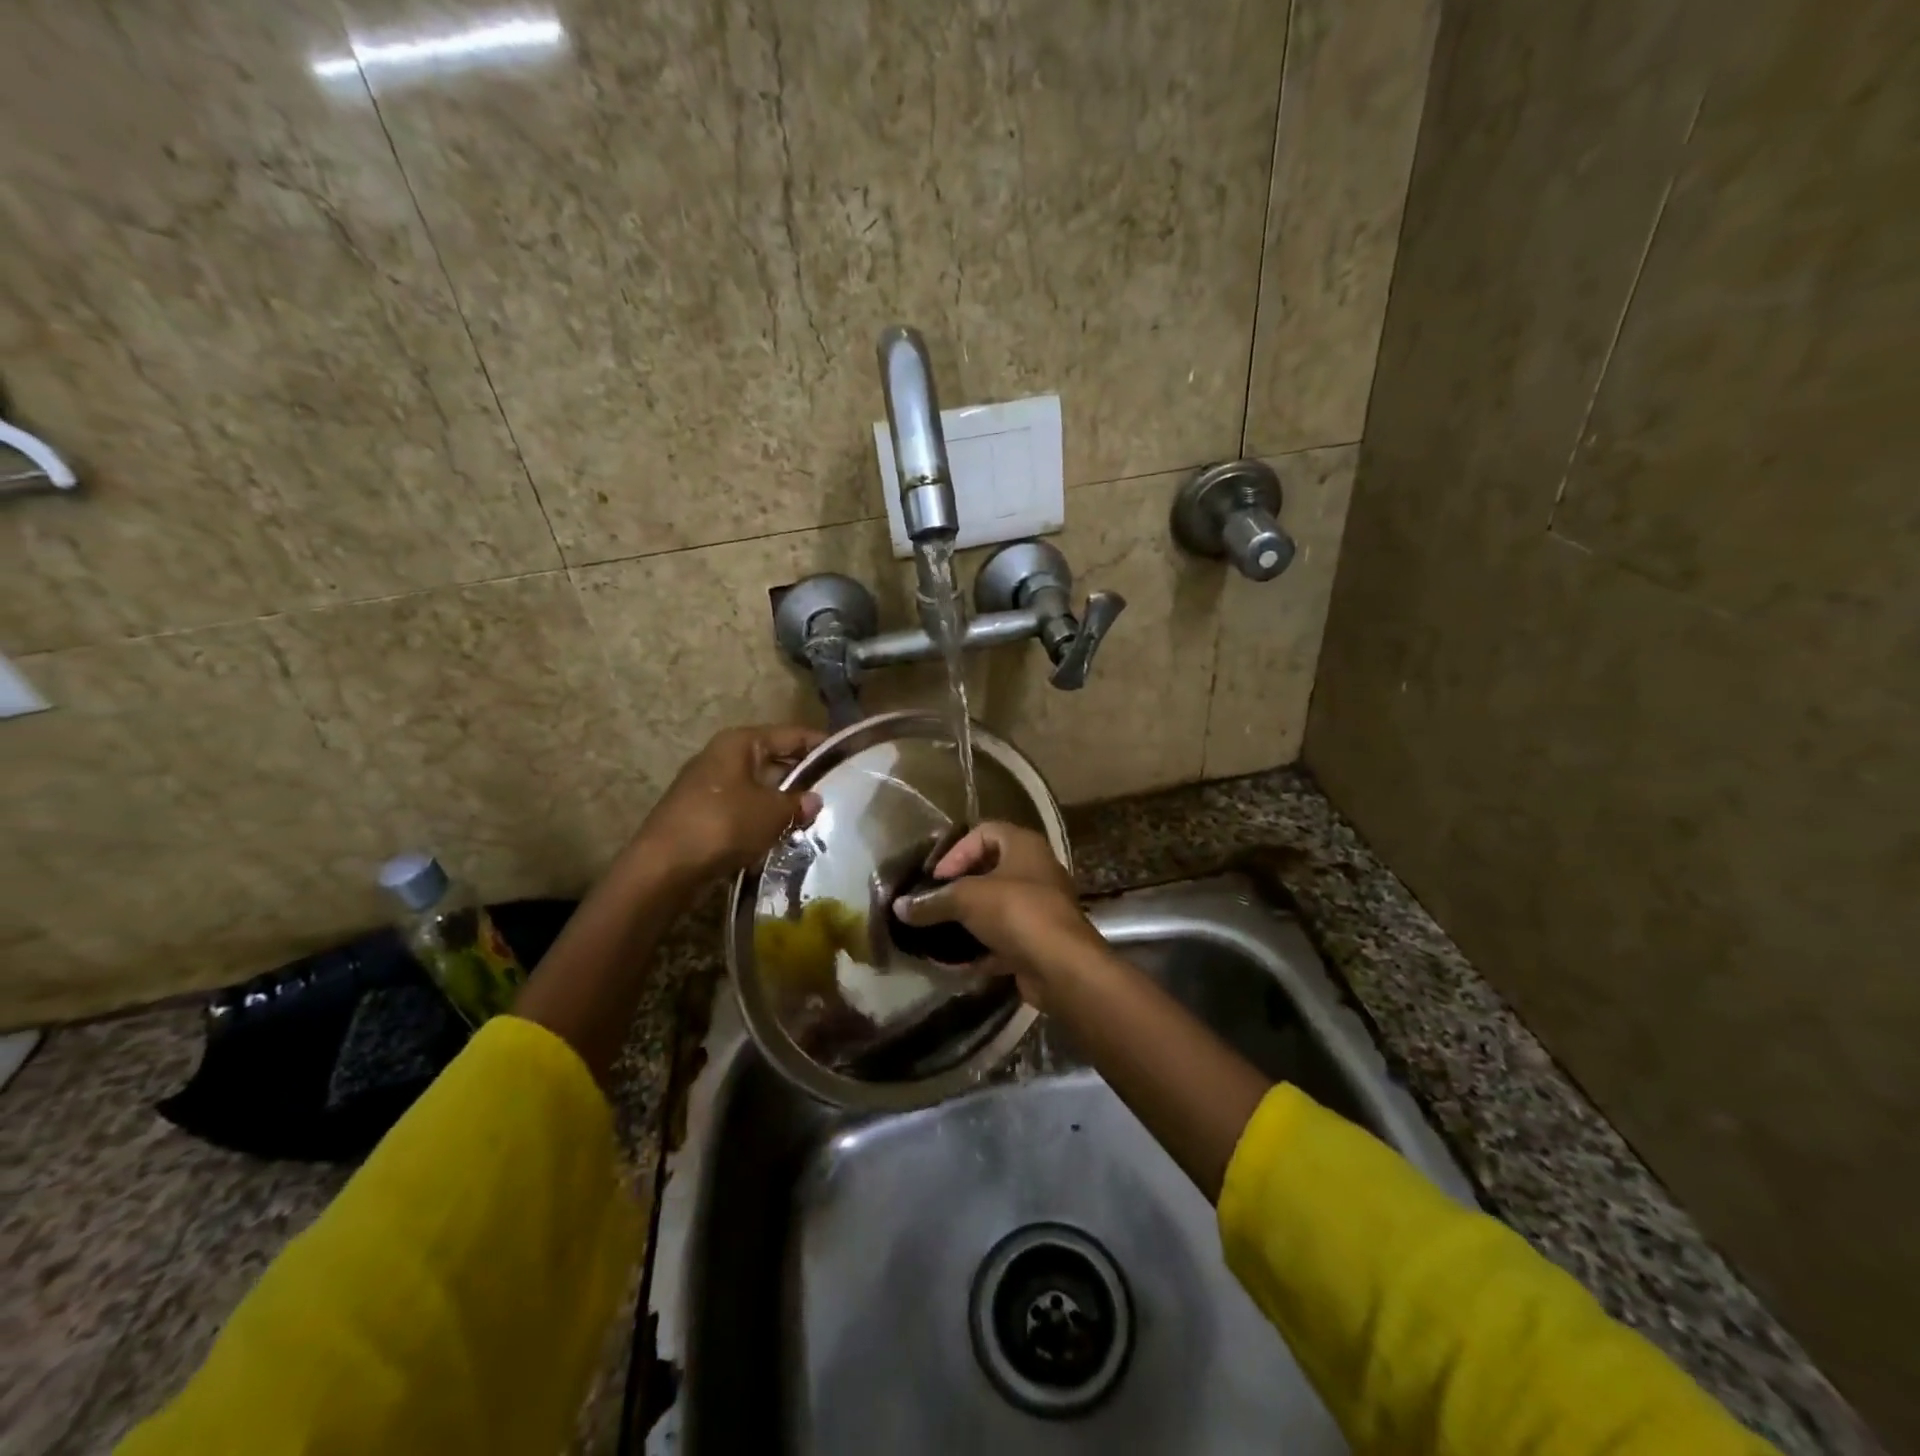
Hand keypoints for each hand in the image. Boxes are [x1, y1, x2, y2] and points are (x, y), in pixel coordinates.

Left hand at [634, 724, 824, 882]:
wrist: (663, 867)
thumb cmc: (723, 824)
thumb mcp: (772, 812)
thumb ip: (798, 803)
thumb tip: (814, 800)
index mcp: (740, 742)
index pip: (791, 734)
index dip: (820, 744)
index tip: (847, 755)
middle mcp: (722, 756)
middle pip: (773, 759)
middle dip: (802, 776)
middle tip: (835, 791)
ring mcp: (708, 785)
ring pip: (758, 786)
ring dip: (782, 801)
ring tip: (812, 817)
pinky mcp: (701, 814)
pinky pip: (742, 809)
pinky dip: (762, 819)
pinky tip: (780, 835)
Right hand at [891, 821, 1100, 1008]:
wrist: (1062, 966)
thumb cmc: (1016, 912)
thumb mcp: (966, 899)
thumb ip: (931, 902)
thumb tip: (898, 907)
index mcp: (1024, 846)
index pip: (984, 832)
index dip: (956, 851)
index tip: (935, 878)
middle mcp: (1036, 871)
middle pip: (989, 871)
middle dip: (958, 888)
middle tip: (933, 904)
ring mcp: (1039, 908)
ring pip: (995, 908)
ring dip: (967, 921)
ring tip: (937, 934)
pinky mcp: (1038, 942)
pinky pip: (1002, 940)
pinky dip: (979, 949)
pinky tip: (953, 964)